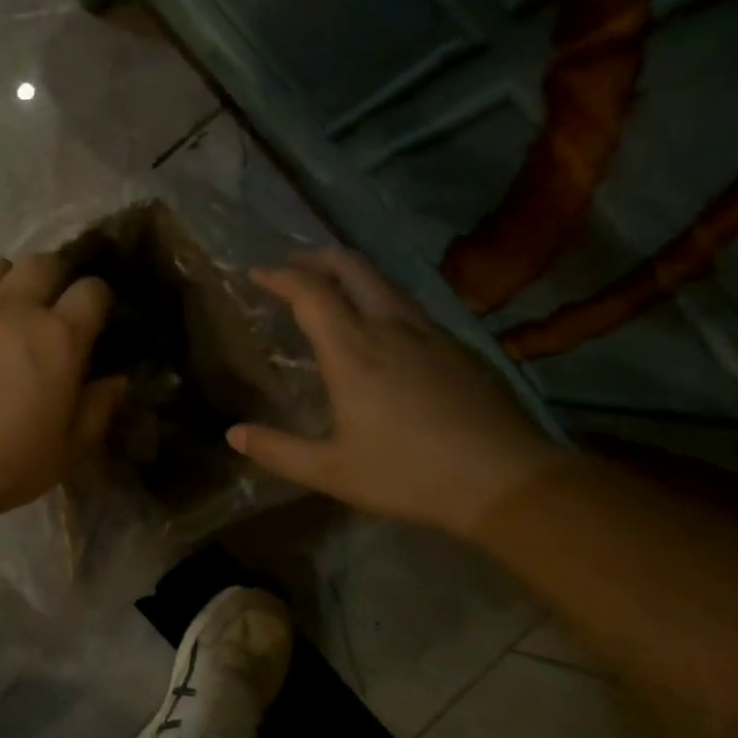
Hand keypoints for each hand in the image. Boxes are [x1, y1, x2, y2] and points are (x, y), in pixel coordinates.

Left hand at [0, 253, 126, 525]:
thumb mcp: (65, 453)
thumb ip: (97, 410)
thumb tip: (118, 380)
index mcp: (58, 338)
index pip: (92, 290)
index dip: (96, 300)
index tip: (90, 319)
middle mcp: (13, 307)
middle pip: (44, 262)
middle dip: (53, 279)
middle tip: (45, 310)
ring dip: (4, 284)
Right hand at [228, 248, 567, 535]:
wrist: (504, 479)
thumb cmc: (408, 474)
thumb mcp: (332, 471)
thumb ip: (278, 451)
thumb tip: (233, 434)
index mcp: (352, 351)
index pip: (310, 292)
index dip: (279, 276)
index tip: (257, 273)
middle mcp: (389, 328)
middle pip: (352, 268)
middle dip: (317, 258)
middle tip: (294, 264)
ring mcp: (430, 333)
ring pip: (385, 282)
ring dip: (352, 273)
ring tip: (333, 285)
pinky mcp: (457, 347)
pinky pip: (409, 304)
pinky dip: (381, 297)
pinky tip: (383, 325)